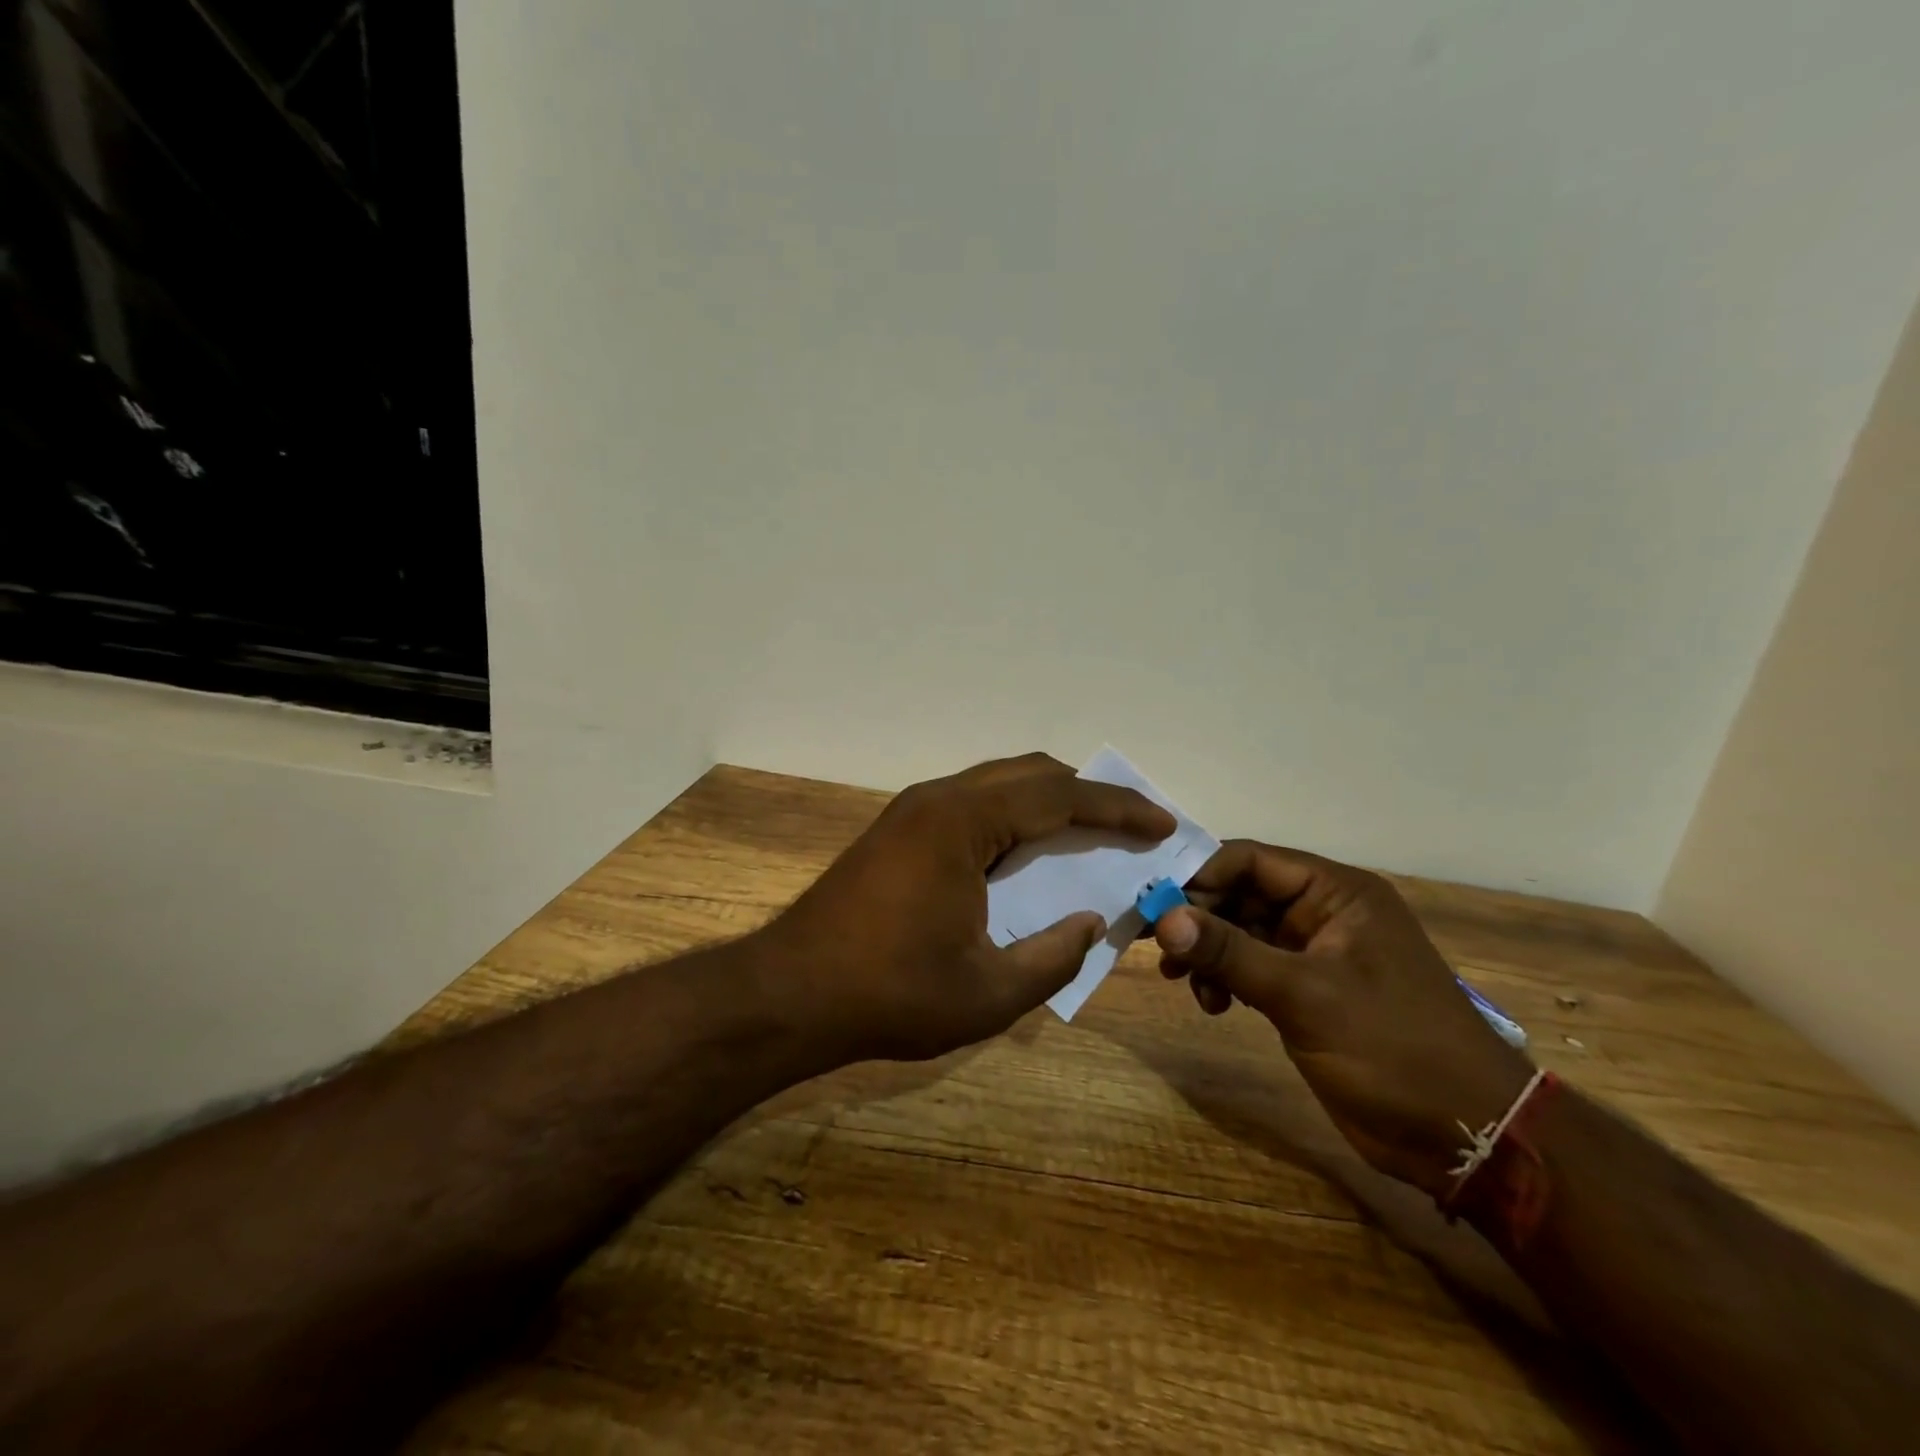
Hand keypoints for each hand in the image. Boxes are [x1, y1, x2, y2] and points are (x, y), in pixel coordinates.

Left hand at [763, 753, 1175, 1062]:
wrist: (789, 994)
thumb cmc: (889, 994)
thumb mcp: (988, 992)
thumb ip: (1054, 955)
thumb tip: (1094, 922)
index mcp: (962, 822)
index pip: (1058, 797)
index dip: (1118, 808)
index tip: (1163, 821)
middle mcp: (938, 799)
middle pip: (1030, 775)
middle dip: (1088, 795)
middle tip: (1134, 826)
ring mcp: (913, 811)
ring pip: (999, 785)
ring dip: (1050, 802)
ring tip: (1092, 835)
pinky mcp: (899, 830)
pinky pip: (974, 805)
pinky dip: (1015, 818)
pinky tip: (1030, 853)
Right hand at [1153, 841, 1534, 1197]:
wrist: (1466, 1136)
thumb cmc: (1392, 1048)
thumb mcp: (1305, 995)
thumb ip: (1230, 952)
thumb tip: (1162, 917)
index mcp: (1337, 893)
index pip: (1252, 860)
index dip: (1200, 875)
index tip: (1154, 902)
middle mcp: (1324, 913)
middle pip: (1242, 894)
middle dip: (1199, 918)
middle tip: (1156, 945)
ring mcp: (1316, 954)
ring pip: (1242, 931)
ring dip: (1208, 951)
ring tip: (1181, 980)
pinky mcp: (1308, 992)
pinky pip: (1252, 967)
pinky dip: (1226, 979)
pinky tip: (1213, 1005)